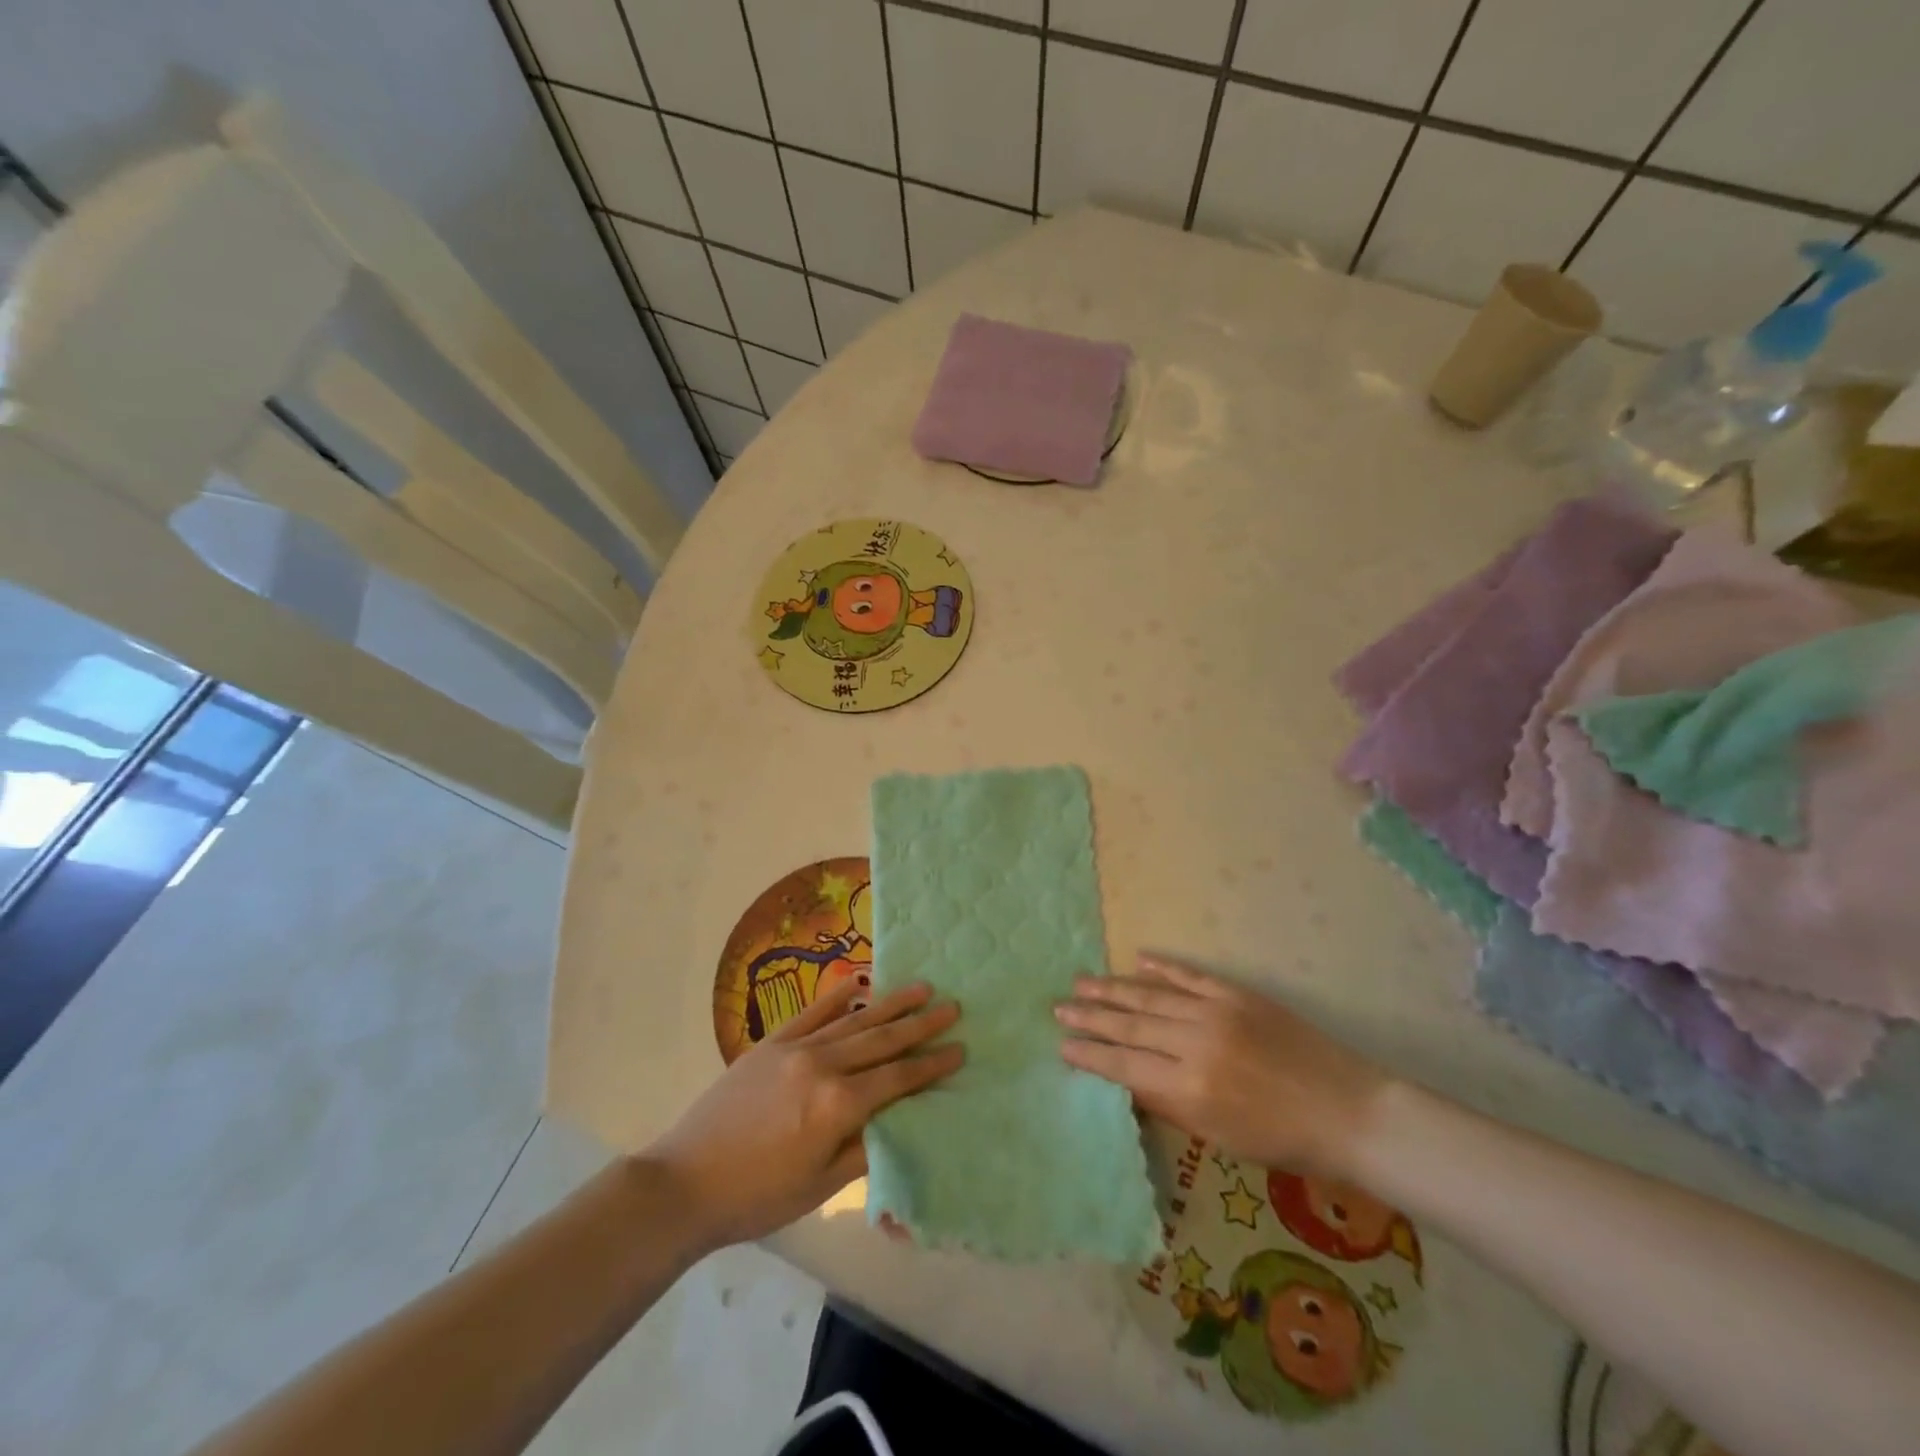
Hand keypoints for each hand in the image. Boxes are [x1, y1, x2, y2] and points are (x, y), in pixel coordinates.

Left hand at [647, 978, 961, 1248]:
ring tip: (921, 987)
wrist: (684, 1183)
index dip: (931, 1065)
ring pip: (854, 1020)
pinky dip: (838, 997)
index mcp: (838, 1105)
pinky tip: (859, 981)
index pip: (897, 1079)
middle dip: (921, 1024)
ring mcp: (796, 1048)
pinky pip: (812, 1013)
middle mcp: (823, 1065)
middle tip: (953, 1006)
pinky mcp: (771, 1043)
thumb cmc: (757, 1197)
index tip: (960, 1048)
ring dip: (890, 1003)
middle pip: (882, 1040)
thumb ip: (864, 1150)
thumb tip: (899, 1121)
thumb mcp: (819, 1187)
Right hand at [1056, 953, 1386, 1175]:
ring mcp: (1217, 1012)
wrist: (1348, 1111)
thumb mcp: (1218, 1137)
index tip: (1062, 1044)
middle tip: (1059, 1006)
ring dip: (1114, 988)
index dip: (1090, 1054)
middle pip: (1130, 1024)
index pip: (1124, 1065)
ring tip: (1082, 981)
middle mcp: (1195, 1043)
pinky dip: (1163, 967)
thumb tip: (1127, 1079)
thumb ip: (1168, 1104)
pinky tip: (1138, 960)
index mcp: (1189, 1088)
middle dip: (1091, 1016)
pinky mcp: (1238, 994)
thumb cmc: (1282, 1140)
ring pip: (1152, 995)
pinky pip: (1191, 975)